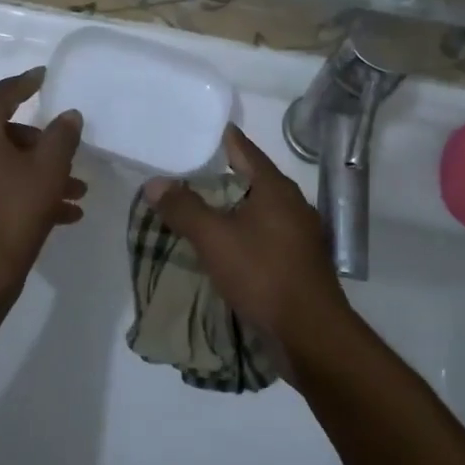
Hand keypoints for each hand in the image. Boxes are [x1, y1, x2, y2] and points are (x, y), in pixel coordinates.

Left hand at [0, 68, 85, 312]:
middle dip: (43, 146)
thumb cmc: (14, 212)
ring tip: (76, 194)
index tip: (43, 77)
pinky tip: (61, 215)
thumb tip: (69, 115)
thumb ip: (62, 136)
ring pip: (4, 165)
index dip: (25, 84)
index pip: (1, 96)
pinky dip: (23, 193)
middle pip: (5, 134)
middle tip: (69, 158)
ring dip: (39, 174)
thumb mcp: (48, 170)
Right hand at [143, 125, 357, 378]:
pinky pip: (264, 236)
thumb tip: (155, 182)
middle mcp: (292, 204)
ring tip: (197, 210)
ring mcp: (299, 235)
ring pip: (257, 211)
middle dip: (219, 177)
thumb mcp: (214, 238)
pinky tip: (222, 246)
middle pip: (250, 180)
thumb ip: (184, 208)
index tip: (196, 131)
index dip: (220, 139)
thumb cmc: (263, 274)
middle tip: (183, 173)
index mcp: (276, 188)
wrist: (309, 333)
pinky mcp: (298, 262)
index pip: (244, 150)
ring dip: (230, 209)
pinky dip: (241, 234)